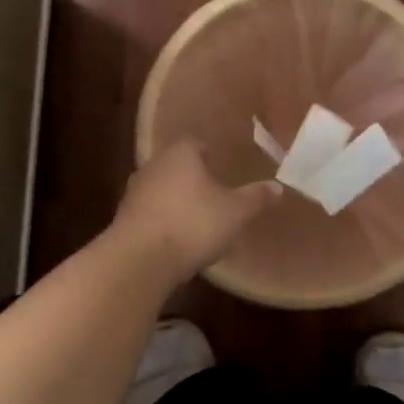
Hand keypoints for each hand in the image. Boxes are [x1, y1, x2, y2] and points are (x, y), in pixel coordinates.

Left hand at [110, 140, 281, 284]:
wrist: (141, 260)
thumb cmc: (193, 224)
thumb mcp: (235, 212)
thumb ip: (256, 198)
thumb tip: (278, 187)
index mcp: (181, 154)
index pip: (196, 143)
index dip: (211, 154)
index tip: (224, 167)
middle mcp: (154, 165)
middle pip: (178, 165)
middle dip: (194, 177)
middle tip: (216, 193)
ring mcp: (134, 191)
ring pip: (162, 189)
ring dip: (177, 200)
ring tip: (198, 218)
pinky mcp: (125, 218)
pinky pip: (151, 212)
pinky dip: (164, 219)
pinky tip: (177, 238)